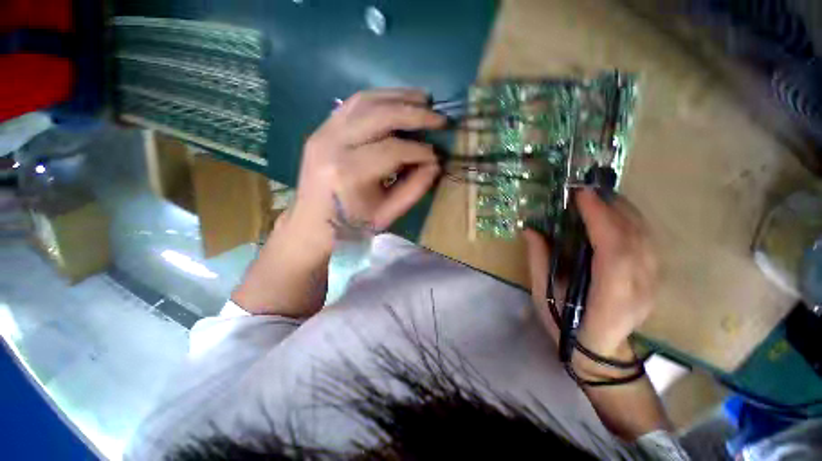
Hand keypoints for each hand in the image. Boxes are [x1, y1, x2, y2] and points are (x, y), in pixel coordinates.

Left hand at [289, 88, 444, 245]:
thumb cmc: (351, 225)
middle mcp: (333, 145)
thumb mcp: (387, 214)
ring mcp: (323, 132)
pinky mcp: (321, 128)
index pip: (393, 150)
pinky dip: (379, 98)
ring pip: (366, 101)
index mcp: (349, 173)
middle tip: (439, 118)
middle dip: (415, 114)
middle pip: (380, 116)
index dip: (419, 150)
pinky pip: (353, 103)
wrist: (311, 223)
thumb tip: (434, 164)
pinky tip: (397, 101)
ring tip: (424, 99)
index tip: (436, 155)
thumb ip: (414, 189)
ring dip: (399, 97)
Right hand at [524, 189, 657, 364]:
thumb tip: (530, 229)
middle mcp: (639, 288)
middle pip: (634, 239)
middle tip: (586, 190)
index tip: (581, 195)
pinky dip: (632, 222)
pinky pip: (648, 243)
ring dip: (623, 211)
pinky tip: (615, 214)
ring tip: (600, 197)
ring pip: (645, 237)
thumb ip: (539, 261)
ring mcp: (652, 284)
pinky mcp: (654, 279)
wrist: (599, 352)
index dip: (600, 219)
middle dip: (611, 208)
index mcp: (609, 297)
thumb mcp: (544, 296)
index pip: (613, 251)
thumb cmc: (565, 325)